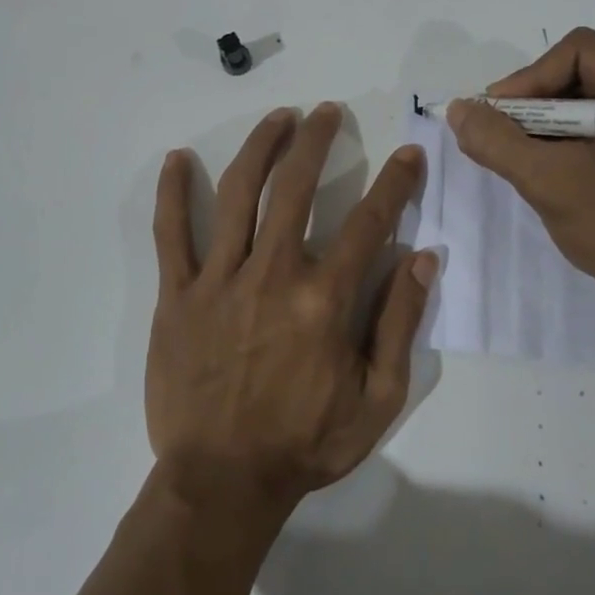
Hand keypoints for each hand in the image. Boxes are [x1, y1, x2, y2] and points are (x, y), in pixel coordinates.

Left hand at [148, 103, 438, 523]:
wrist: (221, 482)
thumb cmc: (305, 444)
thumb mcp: (377, 399)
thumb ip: (401, 323)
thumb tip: (423, 257)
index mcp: (324, 300)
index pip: (369, 222)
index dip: (395, 182)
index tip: (408, 153)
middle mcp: (273, 274)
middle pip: (296, 188)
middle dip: (317, 141)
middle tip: (327, 112)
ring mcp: (219, 281)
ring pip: (239, 194)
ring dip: (261, 147)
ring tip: (278, 117)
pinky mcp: (176, 296)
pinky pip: (171, 234)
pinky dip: (174, 193)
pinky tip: (179, 158)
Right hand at [446, 27, 594, 317]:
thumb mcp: (551, 183)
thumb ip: (498, 141)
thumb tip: (459, 109)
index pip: (578, 52)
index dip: (529, 78)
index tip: (496, 117)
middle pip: (583, 70)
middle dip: (535, 101)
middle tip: (500, 134)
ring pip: (588, 97)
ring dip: (547, 121)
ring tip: (518, 152)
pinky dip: (567, 137)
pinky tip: (546, 163)